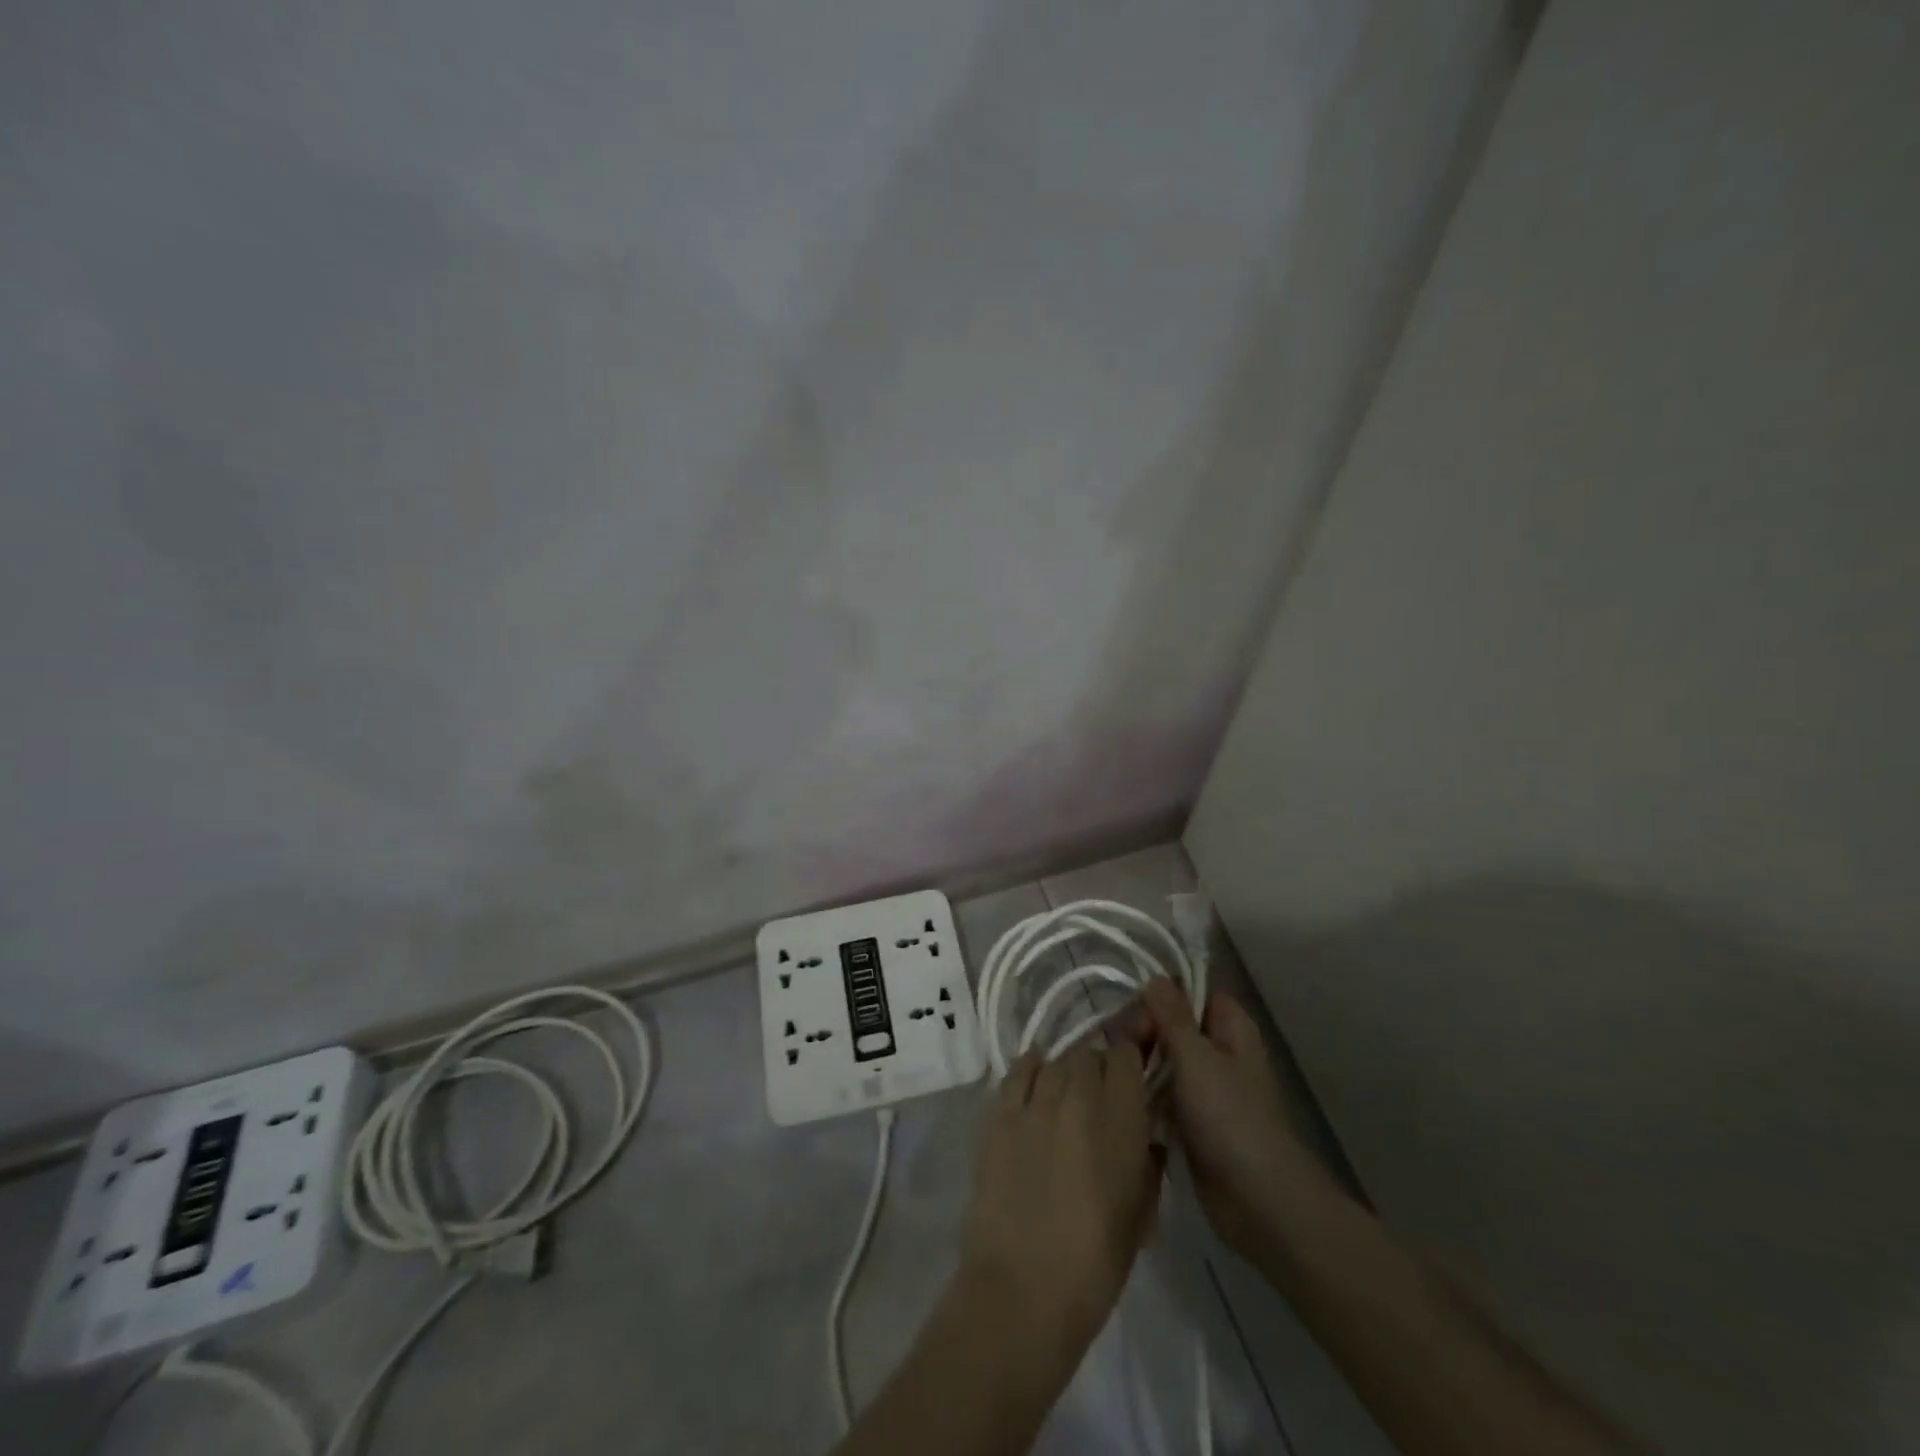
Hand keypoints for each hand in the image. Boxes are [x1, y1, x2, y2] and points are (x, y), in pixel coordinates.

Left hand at [961, 1045, 1159, 1356]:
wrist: (1024, 1289)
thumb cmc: (1096, 1263)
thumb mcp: (1141, 1214)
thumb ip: (1147, 1163)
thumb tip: (1146, 1139)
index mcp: (1121, 1120)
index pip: (1126, 1055)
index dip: (1129, 1062)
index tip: (1130, 1078)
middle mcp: (1080, 1097)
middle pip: (1089, 1054)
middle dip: (1097, 1069)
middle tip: (1098, 1097)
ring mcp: (1036, 1102)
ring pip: (1055, 1060)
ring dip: (1065, 1073)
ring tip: (1064, 1096)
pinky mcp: (1000, 1114)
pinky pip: (1017, 1071)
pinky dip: (1029, 1069)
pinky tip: (1034, 1081)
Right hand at [1140, 978, 1327, 1261]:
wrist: (1259, 1200)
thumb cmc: (1230, 1117)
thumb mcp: (1196, 1058)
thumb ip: (1172, 1016)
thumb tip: (1156, 978)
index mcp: (1230, 1027)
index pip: (1190, 991)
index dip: (1161, 997)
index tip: (1136, 1017)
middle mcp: (1220, 1051)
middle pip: (1172, 1024)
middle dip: (1145, 1033)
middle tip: (1126, 1052)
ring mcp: (1208, 1088)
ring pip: (1165, 1060)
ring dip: (1142, 1066)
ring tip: (1119, 1079)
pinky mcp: (1195, 1121)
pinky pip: (1164, 1095)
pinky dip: (1147, 1097)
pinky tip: (1126, 1103)